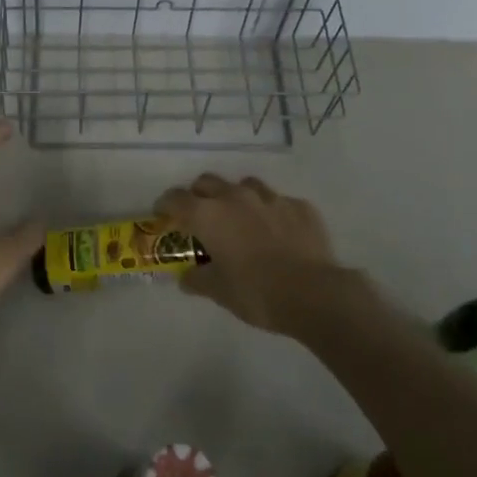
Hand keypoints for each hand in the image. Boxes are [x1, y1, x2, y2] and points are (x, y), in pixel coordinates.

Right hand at [154, 173, 344, 333]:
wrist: (313, 293)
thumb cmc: (255, 292)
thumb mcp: (218, 291)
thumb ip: (197, 279)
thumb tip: (187, 277)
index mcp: (209, 214)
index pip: (176, 198)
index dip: (165, 204)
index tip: (163, 214)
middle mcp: (236, 197)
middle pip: (208, 182)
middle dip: (199, 195)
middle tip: (200, 216)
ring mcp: (271, 198)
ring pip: (245, 186)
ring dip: (236, 198)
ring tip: (241, 220)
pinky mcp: (300, 206)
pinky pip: (278, 202)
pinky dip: (271, 213)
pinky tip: (278, 233)